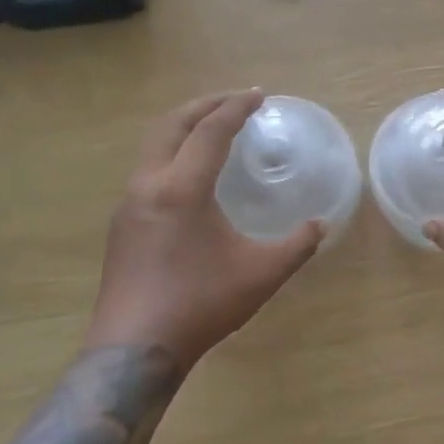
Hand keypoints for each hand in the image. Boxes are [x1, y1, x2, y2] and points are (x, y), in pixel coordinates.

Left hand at [84, 90, 322, 364]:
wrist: (134, 349)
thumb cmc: (201, 304)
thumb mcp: (262, 274)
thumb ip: (297, 245)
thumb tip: (321, 225)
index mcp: (182, 188)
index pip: (211, 132)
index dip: (236, 108)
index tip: (259, 95)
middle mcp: (149, 185)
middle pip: (171, 125)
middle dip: (204, 106)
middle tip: (234, 101)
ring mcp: (128, 205)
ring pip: (153, 147)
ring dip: (184, 129)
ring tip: (213, 131)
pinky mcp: (121, 225)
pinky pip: (148, 170)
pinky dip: (172, 154)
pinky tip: (190, 177)